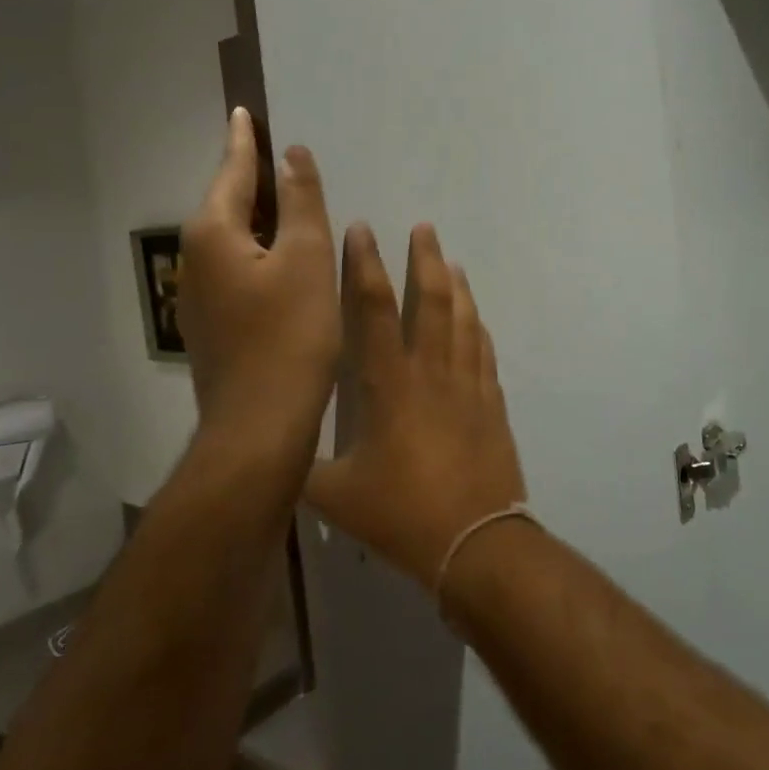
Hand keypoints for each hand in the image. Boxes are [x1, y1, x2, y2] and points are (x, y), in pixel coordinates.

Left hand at [177, 108, 338, 453]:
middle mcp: (197, 258)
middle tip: (280, 153)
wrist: (259, 426)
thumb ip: (301, 202)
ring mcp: (200, 295)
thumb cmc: (290, 336)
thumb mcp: (306, 259)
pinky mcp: (214, 323)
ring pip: (233, 239)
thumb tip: (291, 155)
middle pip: (228, 203)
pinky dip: (260, 250)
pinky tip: (285, 258)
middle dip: (252, 178)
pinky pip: (237, 267)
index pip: (232, 172)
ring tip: (289, 199)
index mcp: (215, 234)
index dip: (244, 141)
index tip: (244, 112)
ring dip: (259, 216)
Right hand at [305, 223, 527, 591]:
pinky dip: (479, 328)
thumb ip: (304, 469)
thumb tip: (277, 454)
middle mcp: (431, 372)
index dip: (366, 266)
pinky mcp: (492, 404)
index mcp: (389, 385)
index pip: (374, 310)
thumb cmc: (402, 514)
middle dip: (425, 260)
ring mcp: (468, 385)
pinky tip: (477, 318)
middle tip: (424, 228)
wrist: (476, 541)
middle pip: (431, 301)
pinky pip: (485, 353)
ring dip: (457, 286)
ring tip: (451, 261)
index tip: (363, 231)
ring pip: (464, 320)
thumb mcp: (336, 496)